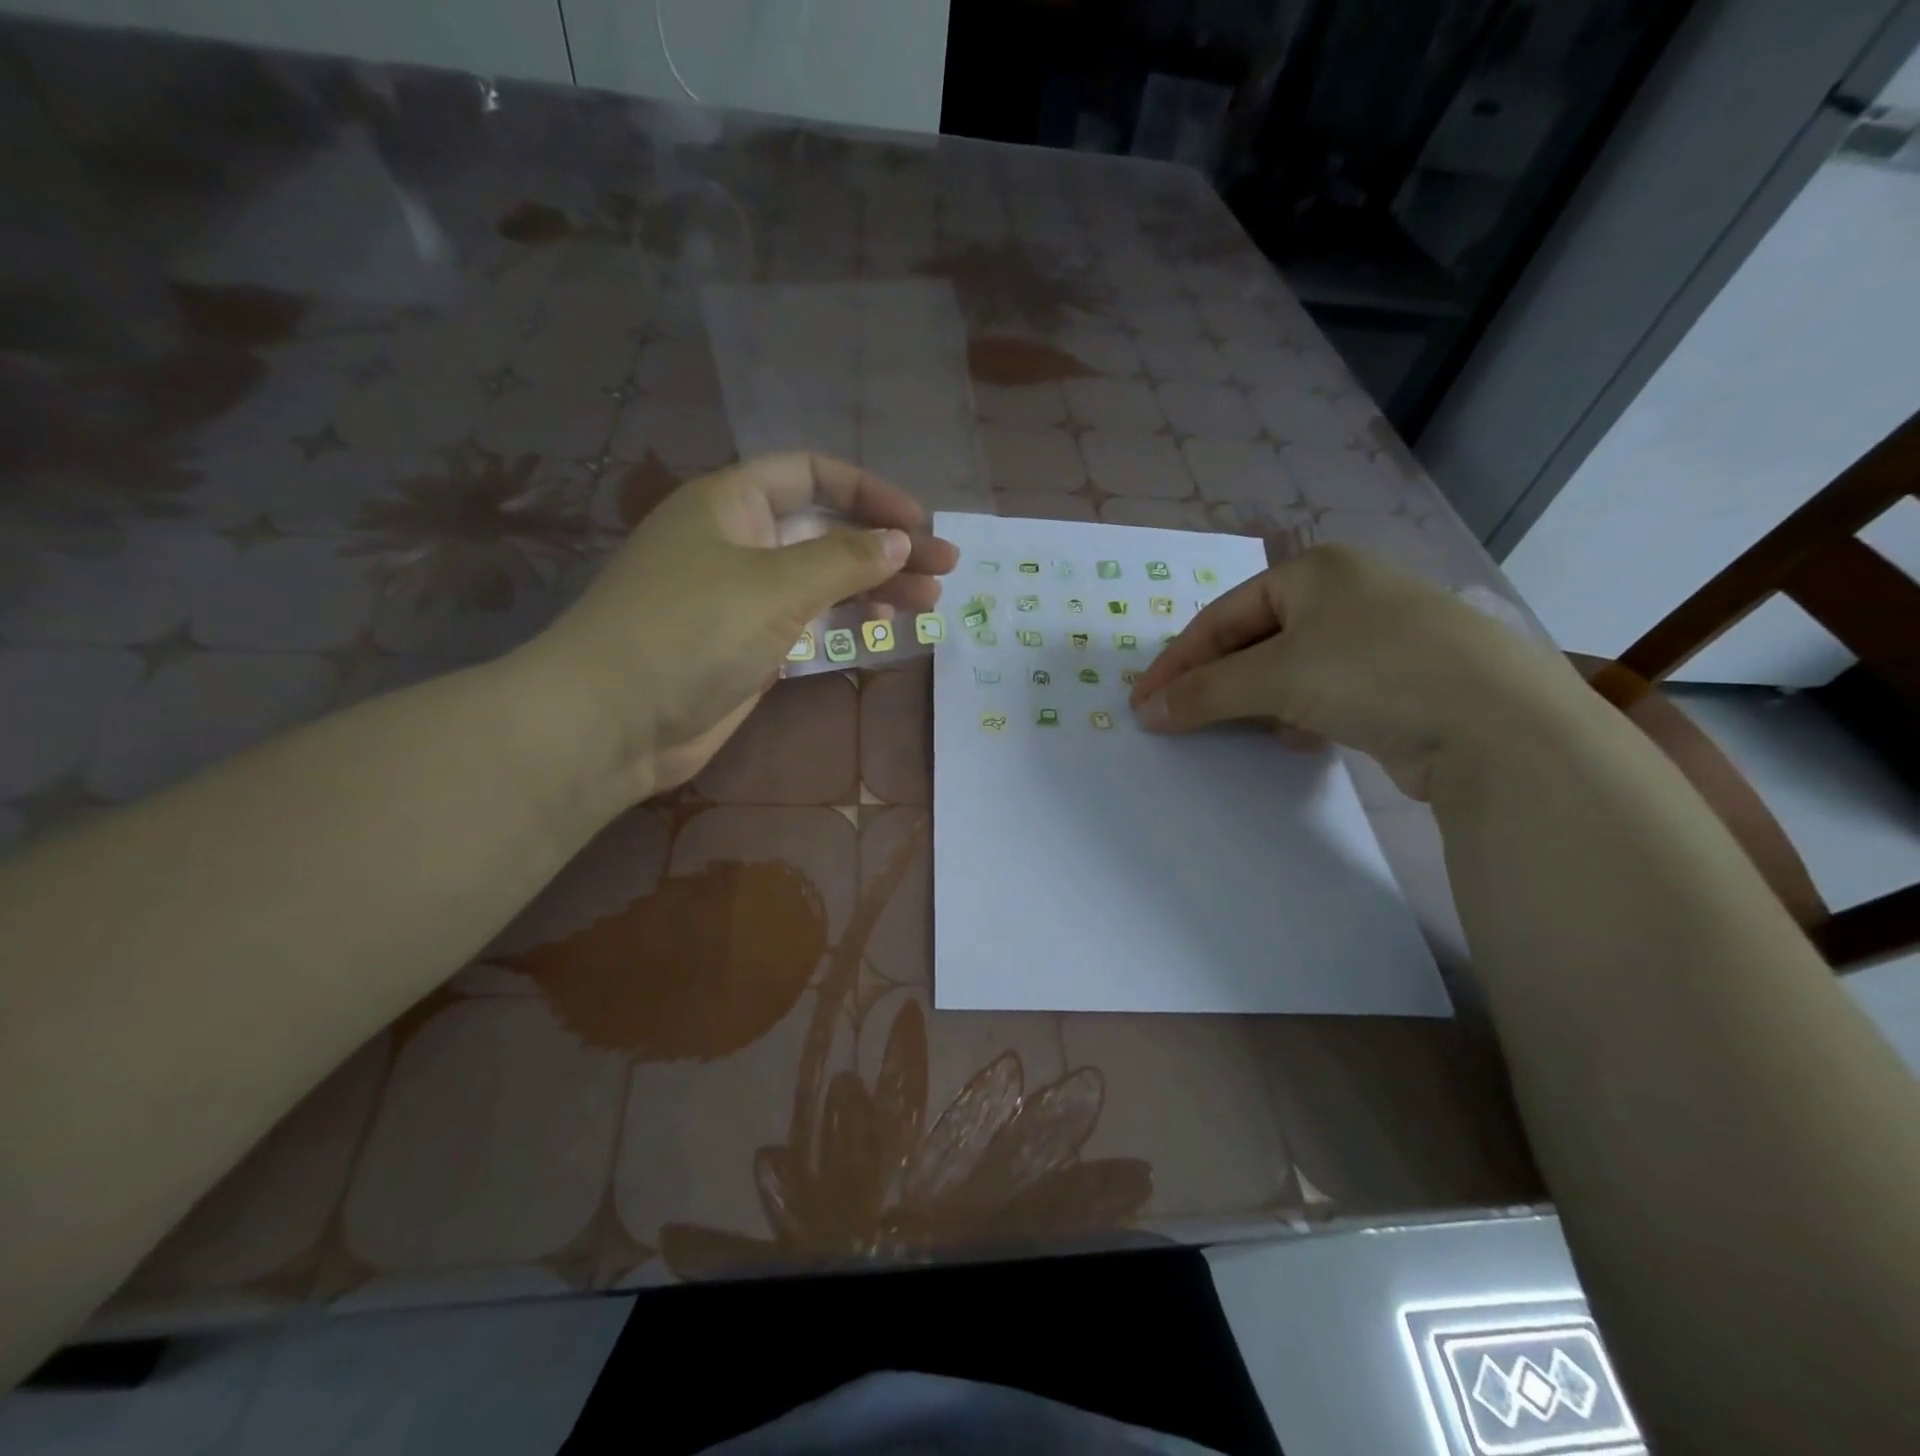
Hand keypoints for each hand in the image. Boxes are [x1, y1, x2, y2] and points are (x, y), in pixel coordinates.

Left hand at [526, 452, 957, 805]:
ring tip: (932, 602)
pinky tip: (886, 631)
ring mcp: (745, 597)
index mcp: (733, 503)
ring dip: (876, 587)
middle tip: (945, 568)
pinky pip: (810, 623)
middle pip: (827, 530)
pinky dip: (848, 624)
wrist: (614, 720)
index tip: (918, 522)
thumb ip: (844, 560)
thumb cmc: (690, 631)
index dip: (870, 491)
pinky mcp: (750, 646)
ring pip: (824, 580)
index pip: (812, 475)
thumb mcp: (775, 586)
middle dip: (887, 546)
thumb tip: (900, 541)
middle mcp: (740, 542)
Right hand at [1127, 546, 1578, 799]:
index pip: (1223, 615)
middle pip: (1254, 640)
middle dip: (1213, 680)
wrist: (1496, 724)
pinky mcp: (1399, 682)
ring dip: (1252, 700)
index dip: (1178, 659)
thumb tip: (1147, 710)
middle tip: (1176, 716)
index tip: (1143, 700)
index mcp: (1315, 570)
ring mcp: (1377, 638)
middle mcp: (1346, 595)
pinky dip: (1296, 714)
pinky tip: (1290, 738)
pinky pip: (1324, 693)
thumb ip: (1204, 691)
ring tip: (1225, 729)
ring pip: (1289, 669)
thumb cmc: (1372, 671)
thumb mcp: (1276, 676)